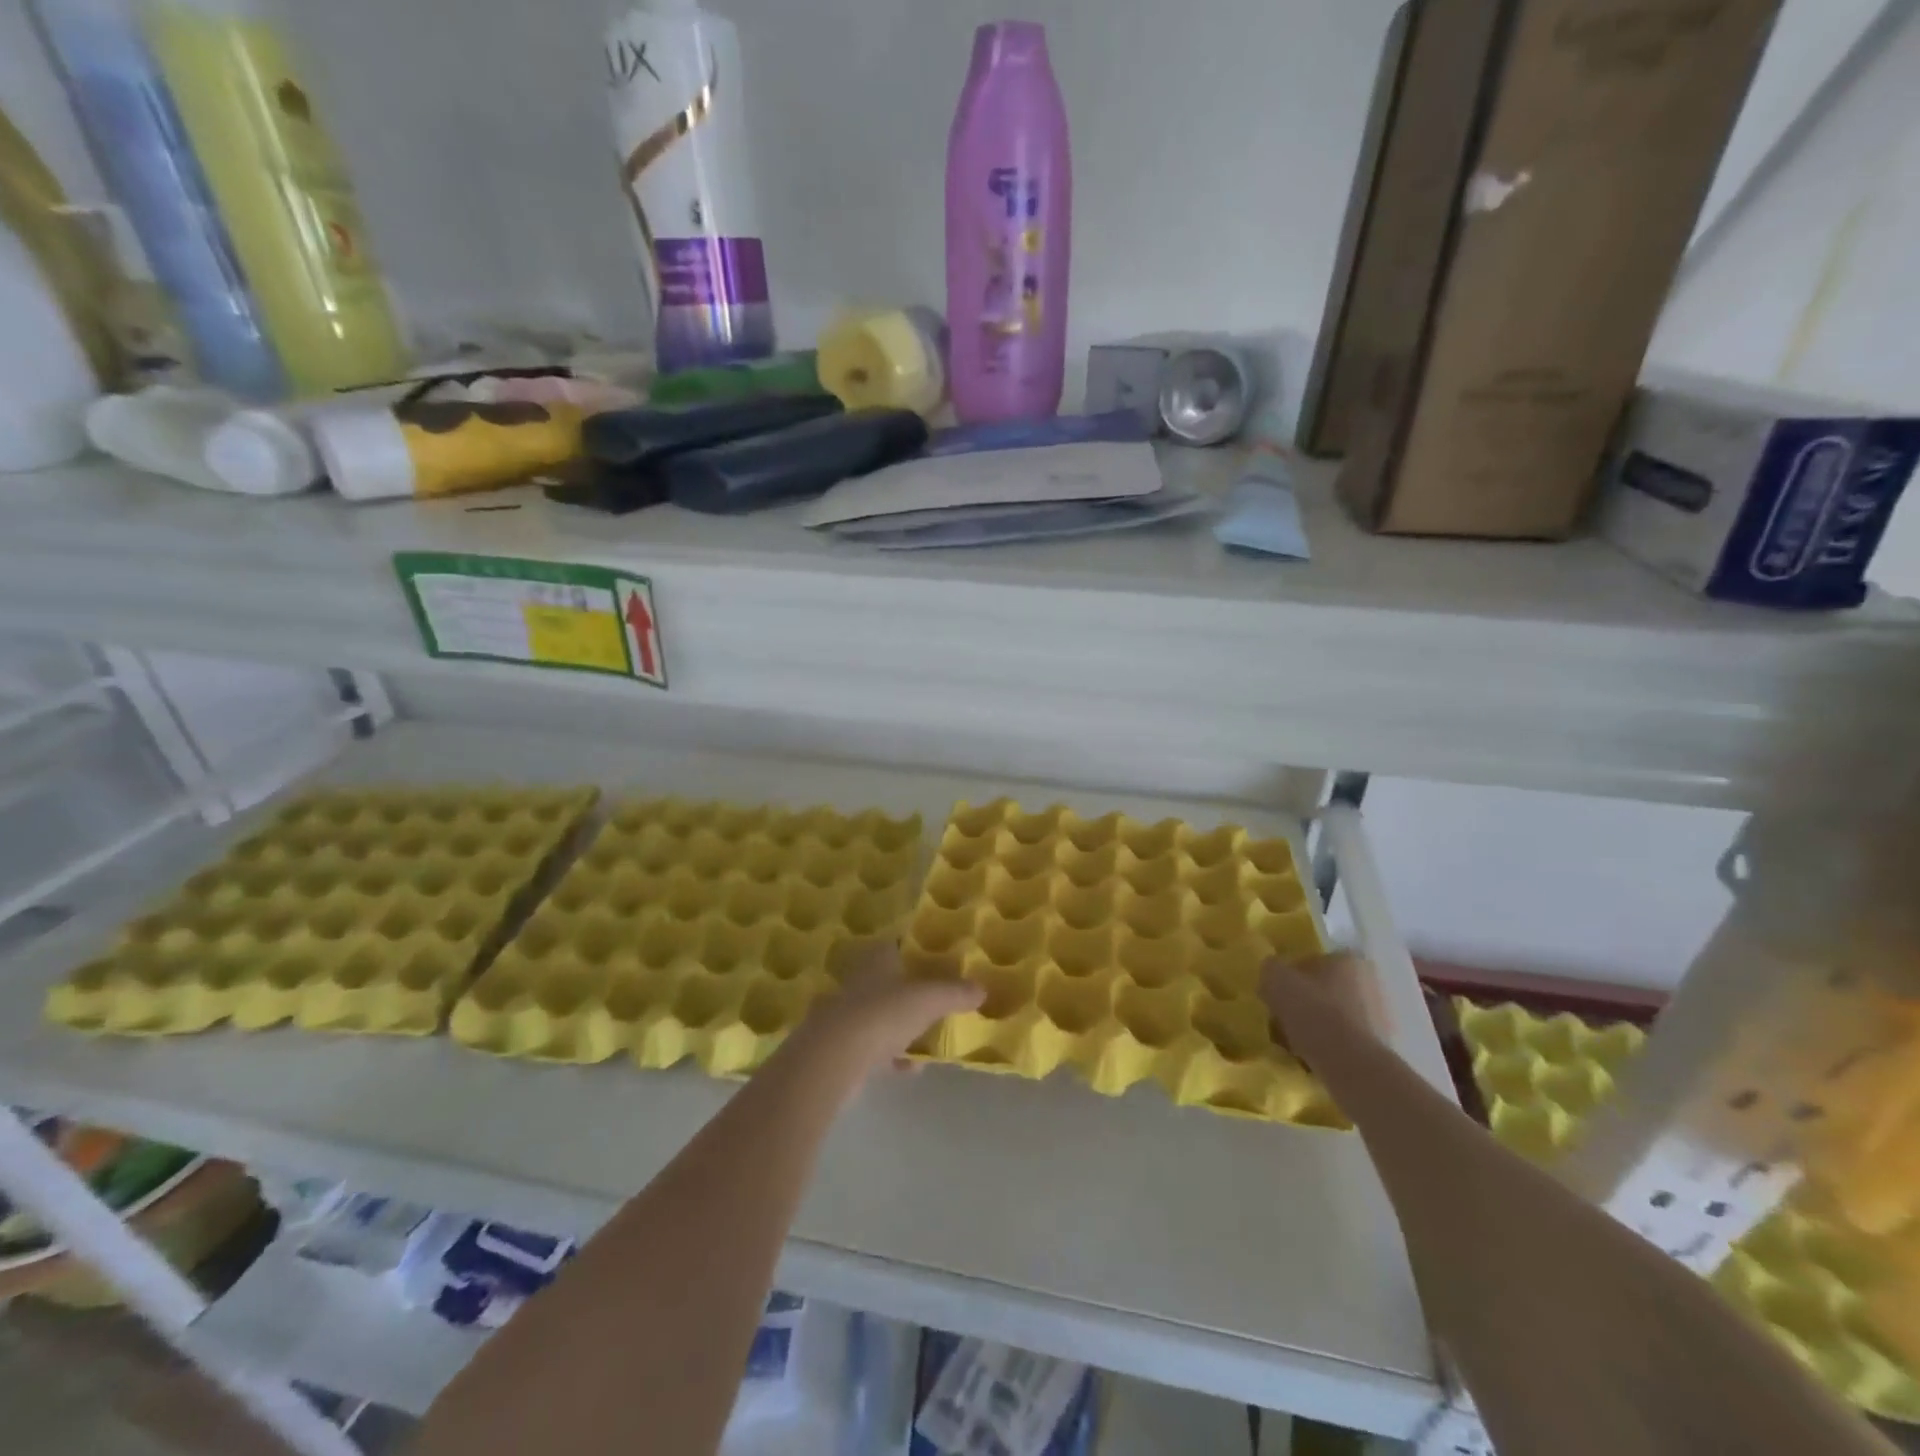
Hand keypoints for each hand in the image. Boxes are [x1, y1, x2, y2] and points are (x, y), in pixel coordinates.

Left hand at [795, 943, 983, 1076]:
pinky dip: (891, 1056)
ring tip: (926, 1036)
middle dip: (907, 989)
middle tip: (934, 997)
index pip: (894, 944)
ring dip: (900, 1025)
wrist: (834, 1058)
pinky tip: (910, 1068)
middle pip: (886, 980)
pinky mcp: (841, 1048)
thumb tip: (982, 989)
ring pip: (879, 1014)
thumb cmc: (883, 1014)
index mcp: (877, 960)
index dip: (912, 947)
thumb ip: (955, 993)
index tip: (932, 956)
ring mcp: (846, 1015)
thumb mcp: (929, 999)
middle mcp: (859, 982)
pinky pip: (873, 1048)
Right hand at [1261, 952, 1386, 1055]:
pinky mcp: (1380, 1046)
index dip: (1291, 976)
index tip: (1277, 993)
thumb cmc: (1312, 1011)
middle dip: (1305, 1002)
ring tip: (1293, 1042)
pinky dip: (1328, 1045)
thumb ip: (1271, 969)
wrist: (1349, 1063)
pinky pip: (1344, 1039)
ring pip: (1335, 1015)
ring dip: (1316, 1025)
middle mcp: (1370, 982)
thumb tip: (1272, 972)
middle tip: (1283, 1017)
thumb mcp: (1276, 980)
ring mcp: (1379, 1016)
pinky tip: (1310, 1056)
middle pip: (1326, 989)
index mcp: (1348, 960)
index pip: (1313, 960)